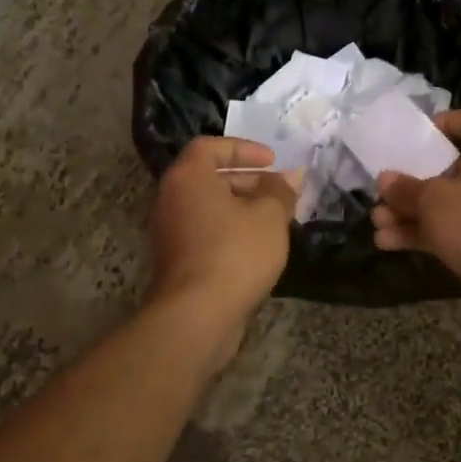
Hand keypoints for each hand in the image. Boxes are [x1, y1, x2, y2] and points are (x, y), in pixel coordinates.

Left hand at [151, 137, 299, 329]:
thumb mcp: (270, 216)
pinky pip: (207, 232)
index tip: (272, 160)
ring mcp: (171, 232)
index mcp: (188, 178)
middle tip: (280, 192)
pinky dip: (231, 231)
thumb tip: (289, 176)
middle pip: (210, 177)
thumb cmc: (235, 252)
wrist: (197, 315)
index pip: (210, 147)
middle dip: (248, 180)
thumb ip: (280, 190)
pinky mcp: (178, 261)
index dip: (244, 148)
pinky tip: (259, 248)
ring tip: (276, 221)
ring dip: (242, 208)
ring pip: (210, 208)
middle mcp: (172, 199)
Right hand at [371, 108, 460, 291]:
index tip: (417, 137)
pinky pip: (456, 228)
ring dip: (412, 212)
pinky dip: (426, 233)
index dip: (445, 123)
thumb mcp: (433, 199)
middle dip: (413, 182)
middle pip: (454, 167)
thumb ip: (405, 188)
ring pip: (450, 203)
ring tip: (377, 223)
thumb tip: (385, 180)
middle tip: (384, 191)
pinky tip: (388, 243)